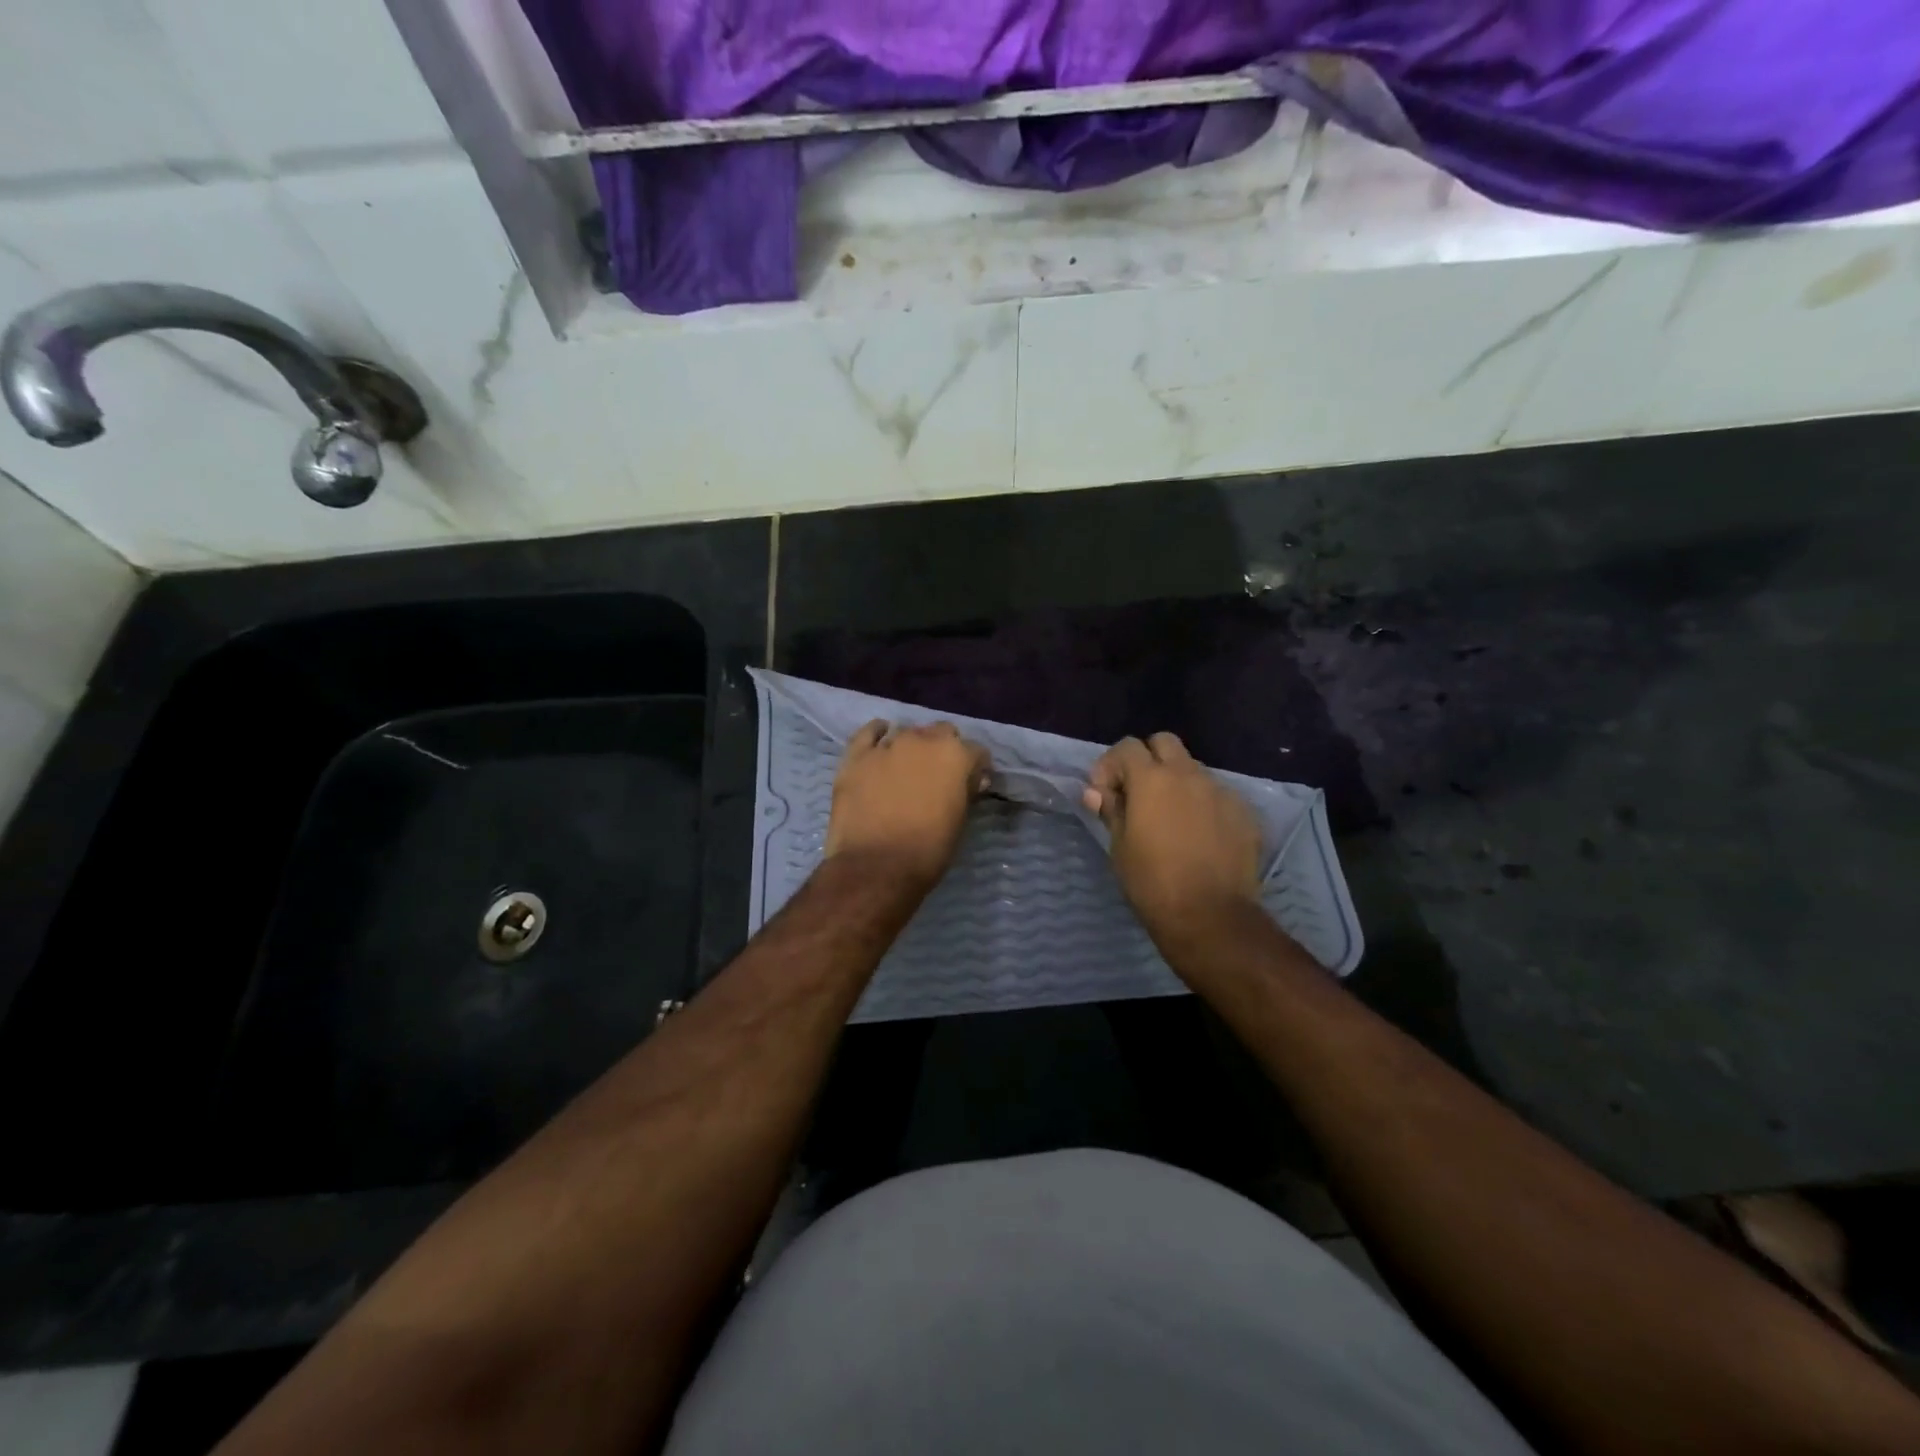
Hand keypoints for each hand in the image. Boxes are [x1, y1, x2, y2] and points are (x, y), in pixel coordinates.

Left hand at [825, 720, 988, 889]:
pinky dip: (877, 734)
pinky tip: (880, 742)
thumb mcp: (960, 821)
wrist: (876, 867)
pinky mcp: (856, 756)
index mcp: (955, 755)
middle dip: (945, 750)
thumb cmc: (928, 850)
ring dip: (913, 747)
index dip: (976, 769)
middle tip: (939, 776)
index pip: (977, 752)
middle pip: (942, 733)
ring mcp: (887, 745)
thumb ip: (966, 792)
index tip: (972, 784)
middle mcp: (923, 740)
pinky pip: (869, 733)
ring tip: (908, 768)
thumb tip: (971, 780)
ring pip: (907, 733)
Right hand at [1083, 733, 1260, 932]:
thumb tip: (1096, 792)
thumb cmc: (1152, 883)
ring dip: (1177, 782)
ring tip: (1171, 817)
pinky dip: (1203, 804)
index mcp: (1152, 779)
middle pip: (1164, 743)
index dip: (1111, 764)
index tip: (1105, 792)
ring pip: (1194, 769)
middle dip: (1147, 759)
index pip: (1127, 746)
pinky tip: (1199, 835)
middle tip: (1138, 793)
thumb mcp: (1120, 847)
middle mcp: (1189, 775)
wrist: (1210, 916)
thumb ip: (1111, 810)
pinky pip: (1218, 795)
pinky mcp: (1244, 812)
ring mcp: (1221, 791)